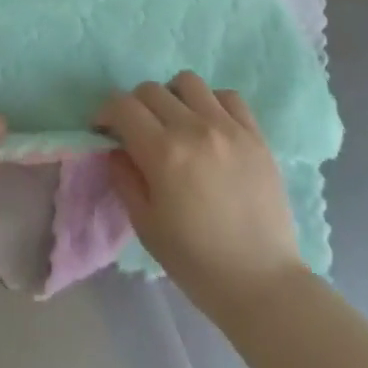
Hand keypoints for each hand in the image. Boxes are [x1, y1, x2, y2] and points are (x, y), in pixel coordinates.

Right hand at [96, 73, 304, 315]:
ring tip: (176, 123)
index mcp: (164, 153)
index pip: (123, 106)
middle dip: (135, 106)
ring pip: (188, 82)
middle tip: (138, 131)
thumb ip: (125, 178)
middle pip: (151, 90)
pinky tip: (210, 127)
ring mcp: (228, 127)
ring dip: (173, 97)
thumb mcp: (146, 226)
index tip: (104, 129)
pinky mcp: (255, 134)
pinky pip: (227, 96)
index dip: (106, 112)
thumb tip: (116, 148)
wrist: (263, 285)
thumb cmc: (198, 263)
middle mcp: (194, 129)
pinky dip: (211, 103)